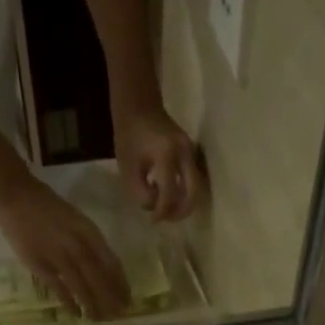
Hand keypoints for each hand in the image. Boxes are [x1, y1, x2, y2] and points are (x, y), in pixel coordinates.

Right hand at [0, 180, 130, 319]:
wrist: (16, 196)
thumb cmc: (50, 209)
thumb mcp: (78, 221)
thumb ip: (92, 243)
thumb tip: (107, 270)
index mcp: (89, 233)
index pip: (111, 263)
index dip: (120, 284)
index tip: (127, 300)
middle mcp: (77, 244)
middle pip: (99, 277)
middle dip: (110, 299)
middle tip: (118, 316)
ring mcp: (58, 255)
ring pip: (81, 285)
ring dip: (92, 304)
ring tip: (99, 319)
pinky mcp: (39, 263)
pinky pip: (58, 287)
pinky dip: (68, 302)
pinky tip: (76, 314)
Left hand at [114, 103, 205, 221]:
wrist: (139, 104)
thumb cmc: (129, 134)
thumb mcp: (128, 166)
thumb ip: (140, 191)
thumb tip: (153, 207)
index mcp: (166, 155)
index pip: (170, 193)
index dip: (162, 211)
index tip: (153, 219)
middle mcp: (184, 154)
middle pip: (193, 193)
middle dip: (181, 211)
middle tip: (167, 219)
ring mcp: (191, 151)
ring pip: (197, 187)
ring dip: (185, 203)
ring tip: (169, 210)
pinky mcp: (192, 151)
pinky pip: (194, 178)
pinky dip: (185, 191)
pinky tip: (172, 196)